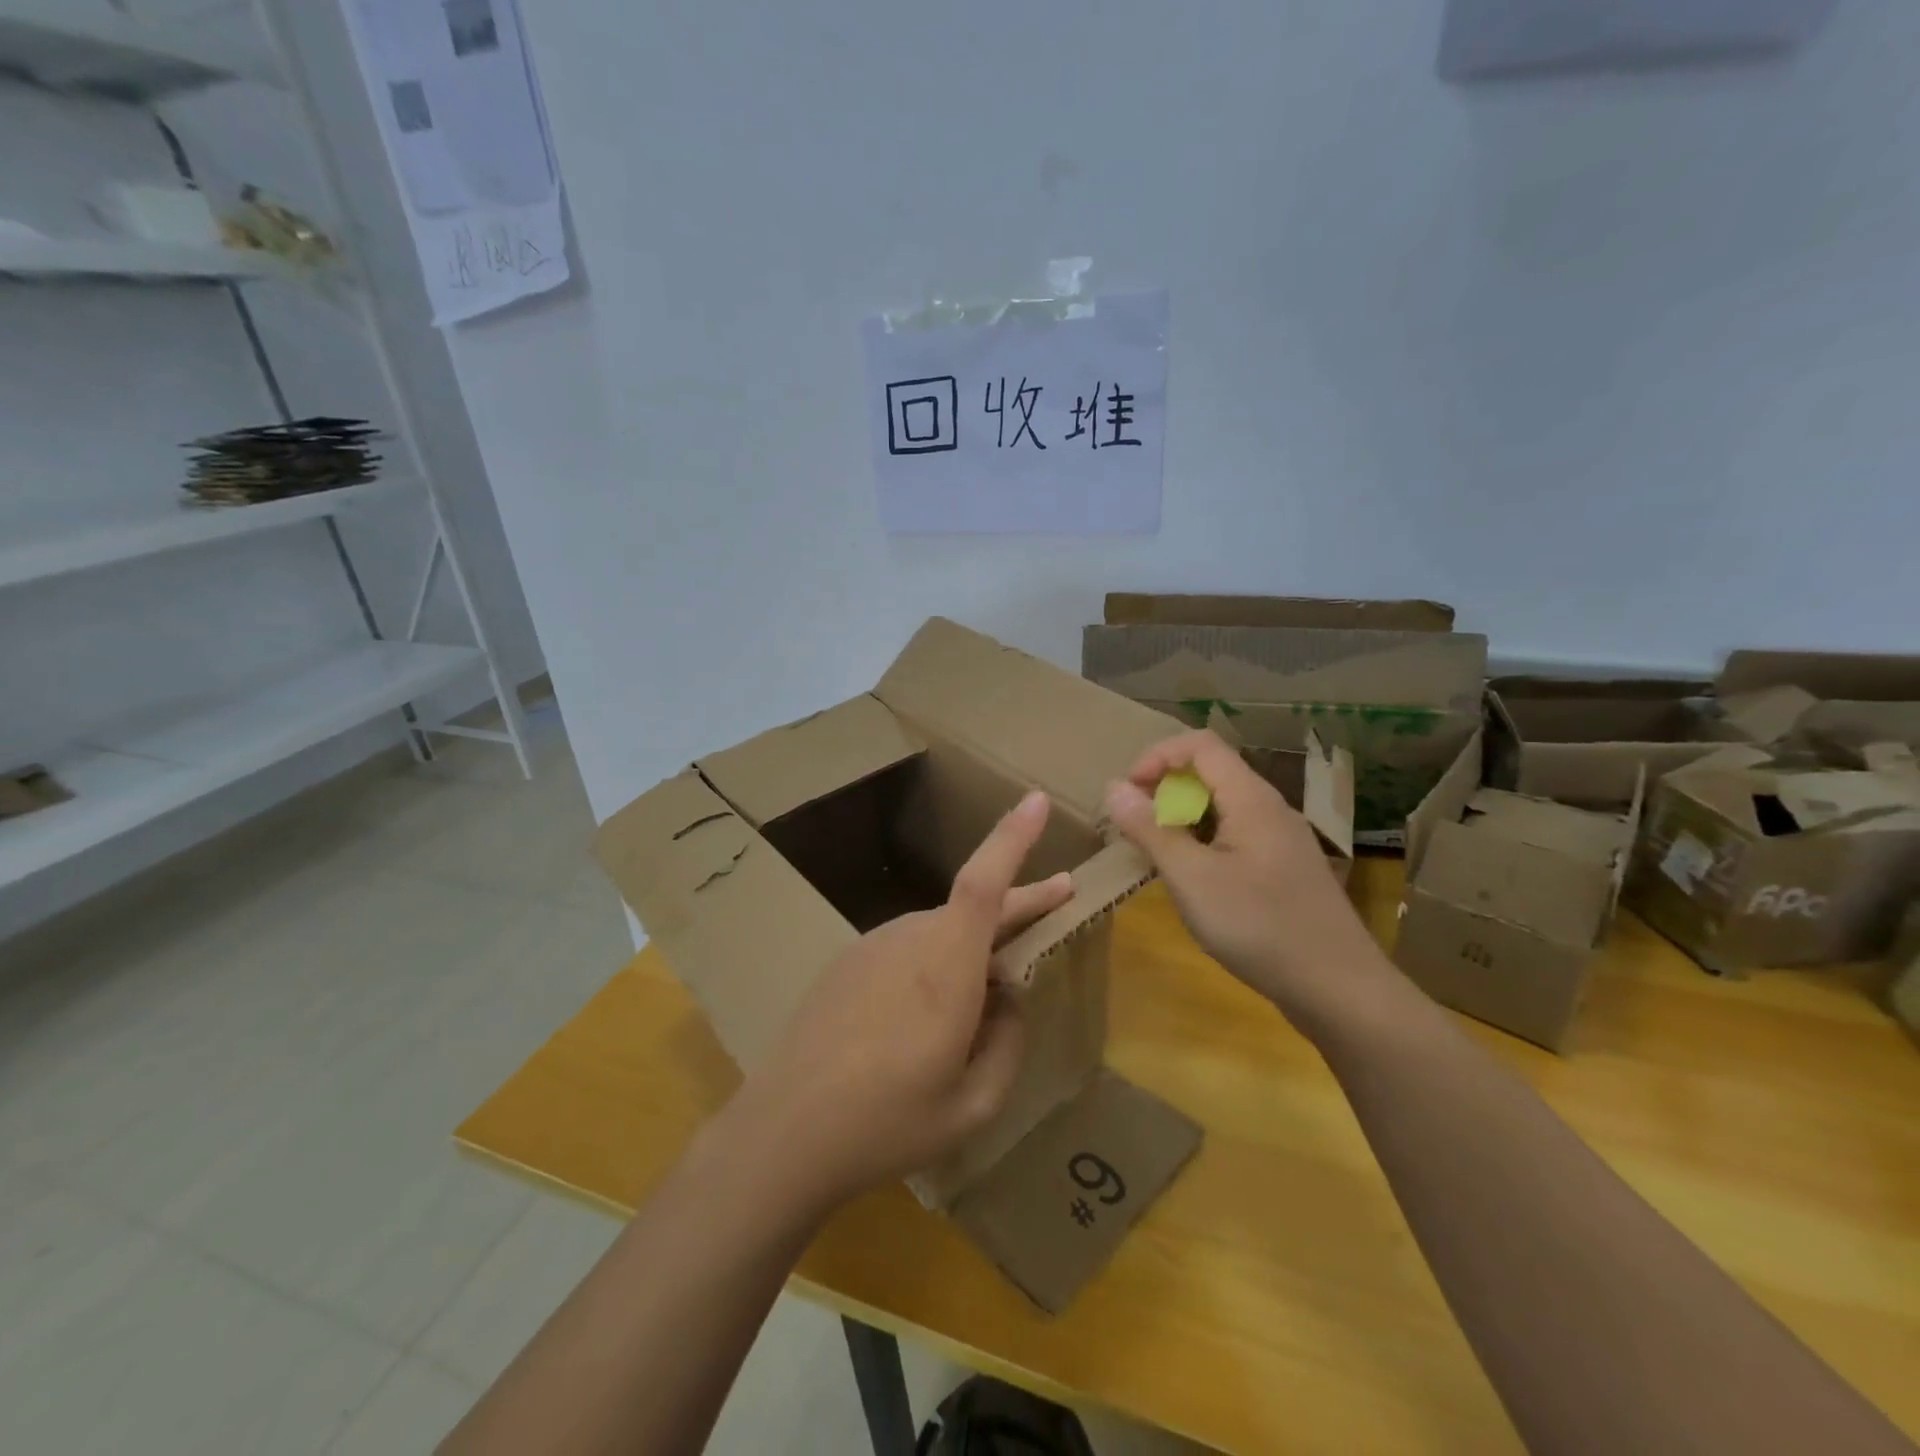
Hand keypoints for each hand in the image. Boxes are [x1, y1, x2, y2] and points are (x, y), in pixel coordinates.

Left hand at [727, 790, 1070, 1212]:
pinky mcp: (849, 960)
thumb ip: (1007, 1044)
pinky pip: (909, 947)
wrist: (783, 1131)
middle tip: (1060, 896)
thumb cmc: (886, 1123)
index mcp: (947, 968)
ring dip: (976, 940)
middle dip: (1021, 900)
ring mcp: (873, 946)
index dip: (1012, 838)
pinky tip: (927, 1010)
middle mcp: (911, 939)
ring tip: (993, 984)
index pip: (984, 883)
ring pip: (942, 928)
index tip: (1037, 800)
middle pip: (973, 905)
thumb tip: (1009, 1000)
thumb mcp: (972, 1106)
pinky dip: (937, 959)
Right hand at [1104, 731, 1392, 1035]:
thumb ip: (1151, 831)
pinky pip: (1236, 834)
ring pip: (1223, 805)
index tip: (1128, 793)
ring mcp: (1282, 839)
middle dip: (1165, 787)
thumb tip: (1113, 788)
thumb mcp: (1192, 879)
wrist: (1340, 990)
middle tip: (1134, 825)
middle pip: (1211, 771)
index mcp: (1251, 799)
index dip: (1157, 757)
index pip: (1200, 745)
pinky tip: (1193, 878)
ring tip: (1155, 851)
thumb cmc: (1260, 927)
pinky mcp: (1284, 869)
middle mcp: (1270, 808)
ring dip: (1182, 816)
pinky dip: (1203, 840)